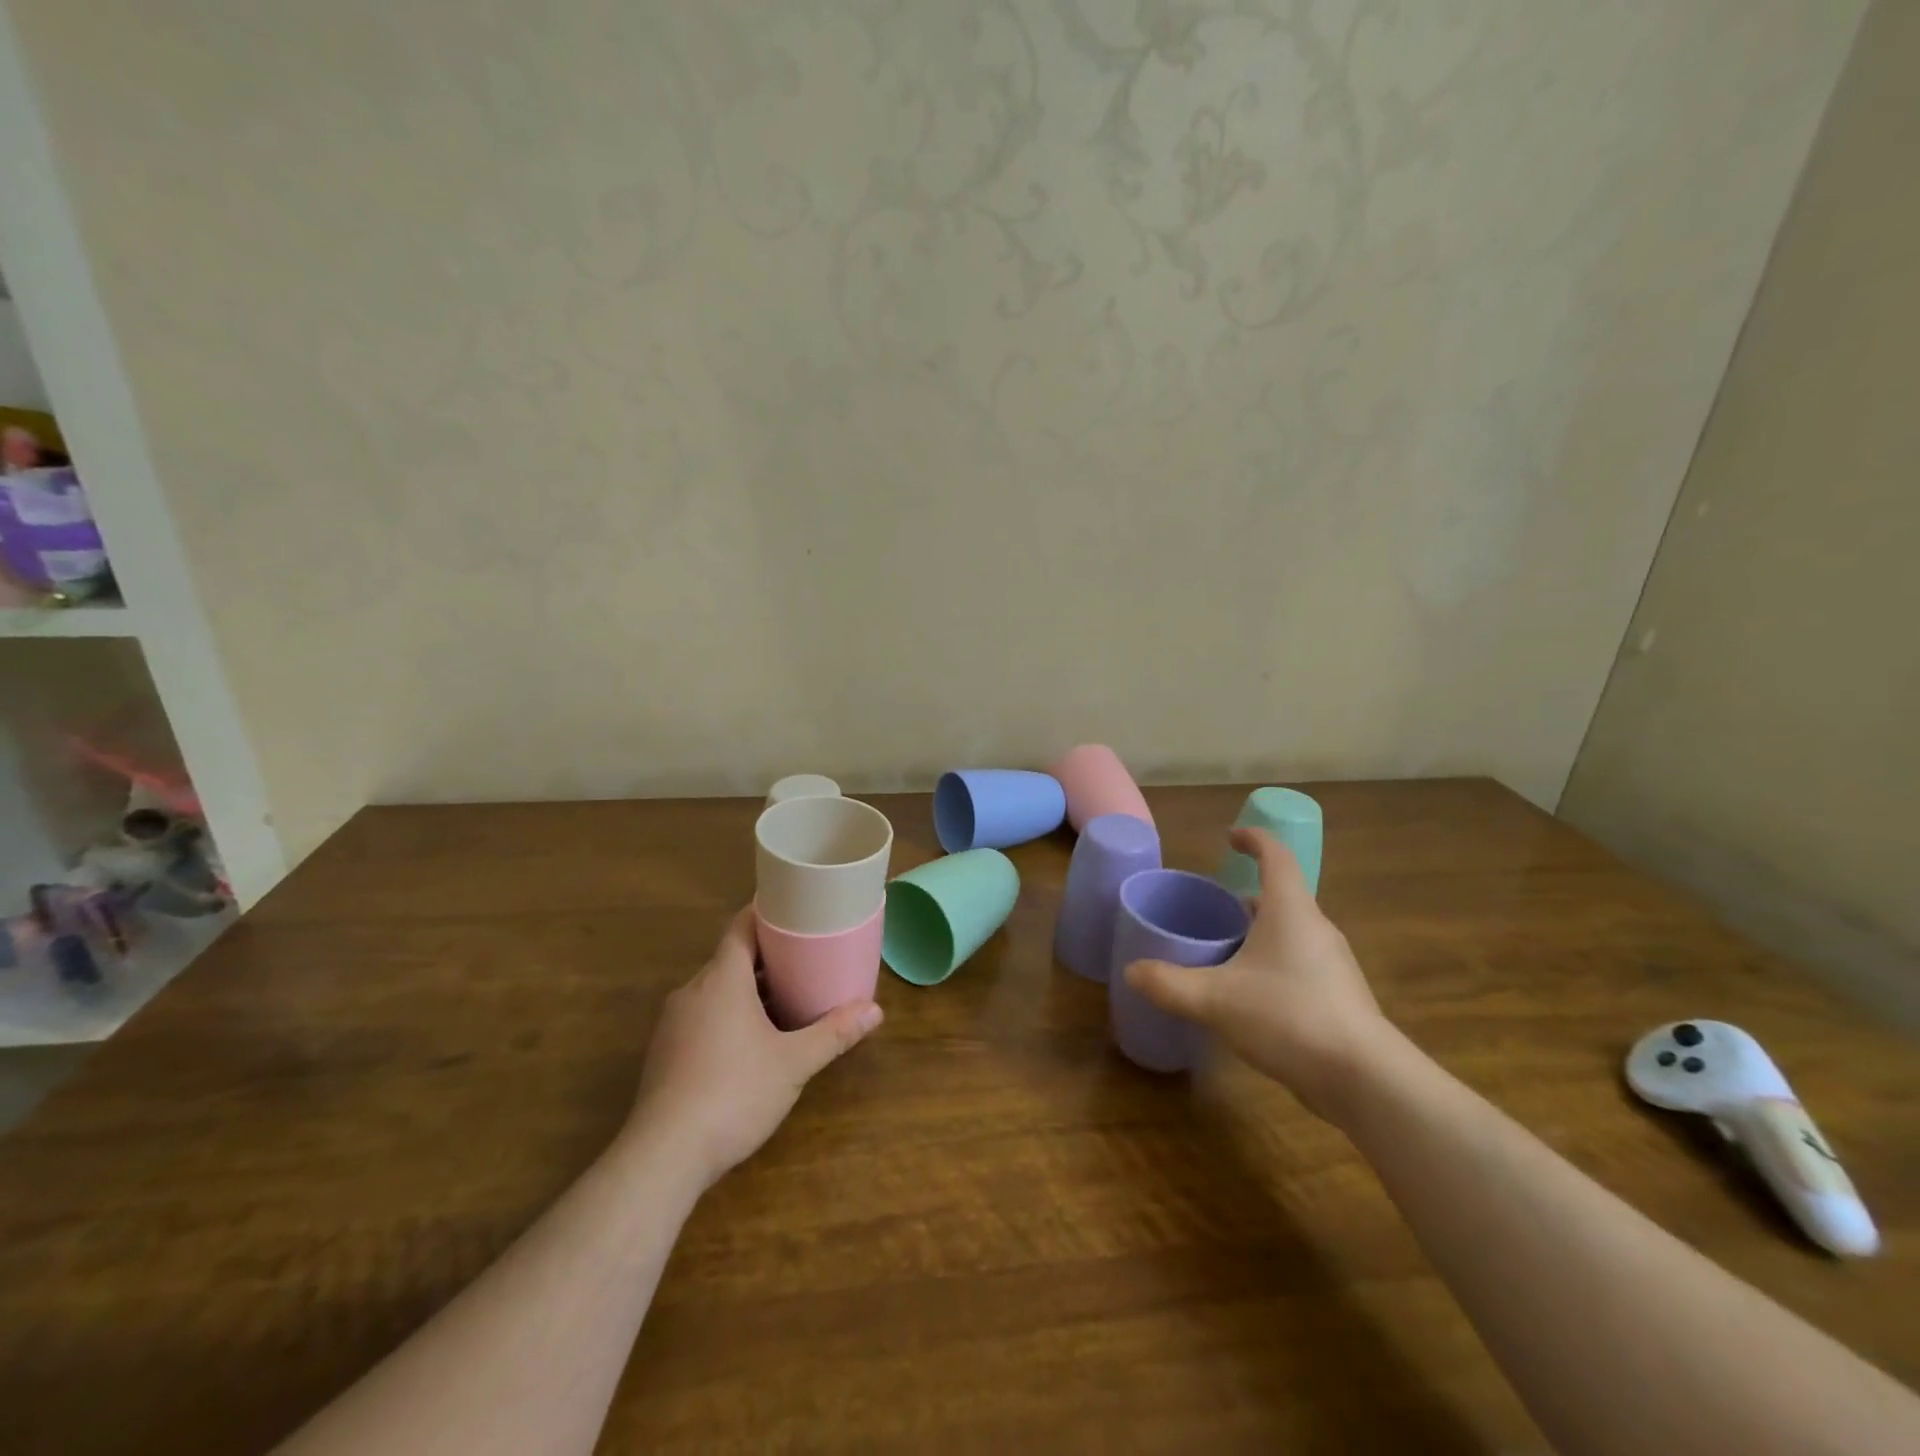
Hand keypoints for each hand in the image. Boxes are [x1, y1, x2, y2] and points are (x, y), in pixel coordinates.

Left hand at [629, 908, 881, 1187]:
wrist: (663, 1156)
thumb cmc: (734, 1093)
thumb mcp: (793, 1063)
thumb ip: (834, 1033)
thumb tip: (876, 1011)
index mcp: (721, 979)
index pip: (741, 927)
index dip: (765, 914)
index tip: (793, 910)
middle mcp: (692, 991)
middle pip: (730, 958)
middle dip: (765, 956)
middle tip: (803, 957)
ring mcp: (673, 1024)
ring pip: (715, 990)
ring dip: (747, 989)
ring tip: (784, 998)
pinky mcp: (664, 1053)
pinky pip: (701, 1016)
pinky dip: (728, 1015)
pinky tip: (751, 1041)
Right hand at [1123, 827, 1394, 1121]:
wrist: (1364, 1079)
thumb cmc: (1288, 1017)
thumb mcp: (1216, 999)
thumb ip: (1169, 984)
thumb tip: (1131, 971)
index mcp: (1290, 910)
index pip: (1276, 856)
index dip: (1254, 839)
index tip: (1230, 837)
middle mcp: (1316, 928)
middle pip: (1282, 896)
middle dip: (1246, 897)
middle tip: (1213, 908)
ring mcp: (1332, 964)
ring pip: (1291, 932)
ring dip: (1260, 932)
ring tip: (1225, 950)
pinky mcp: (1338, 996)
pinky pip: (1299, 963)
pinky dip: (1273, 963)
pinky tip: (1250, 995)